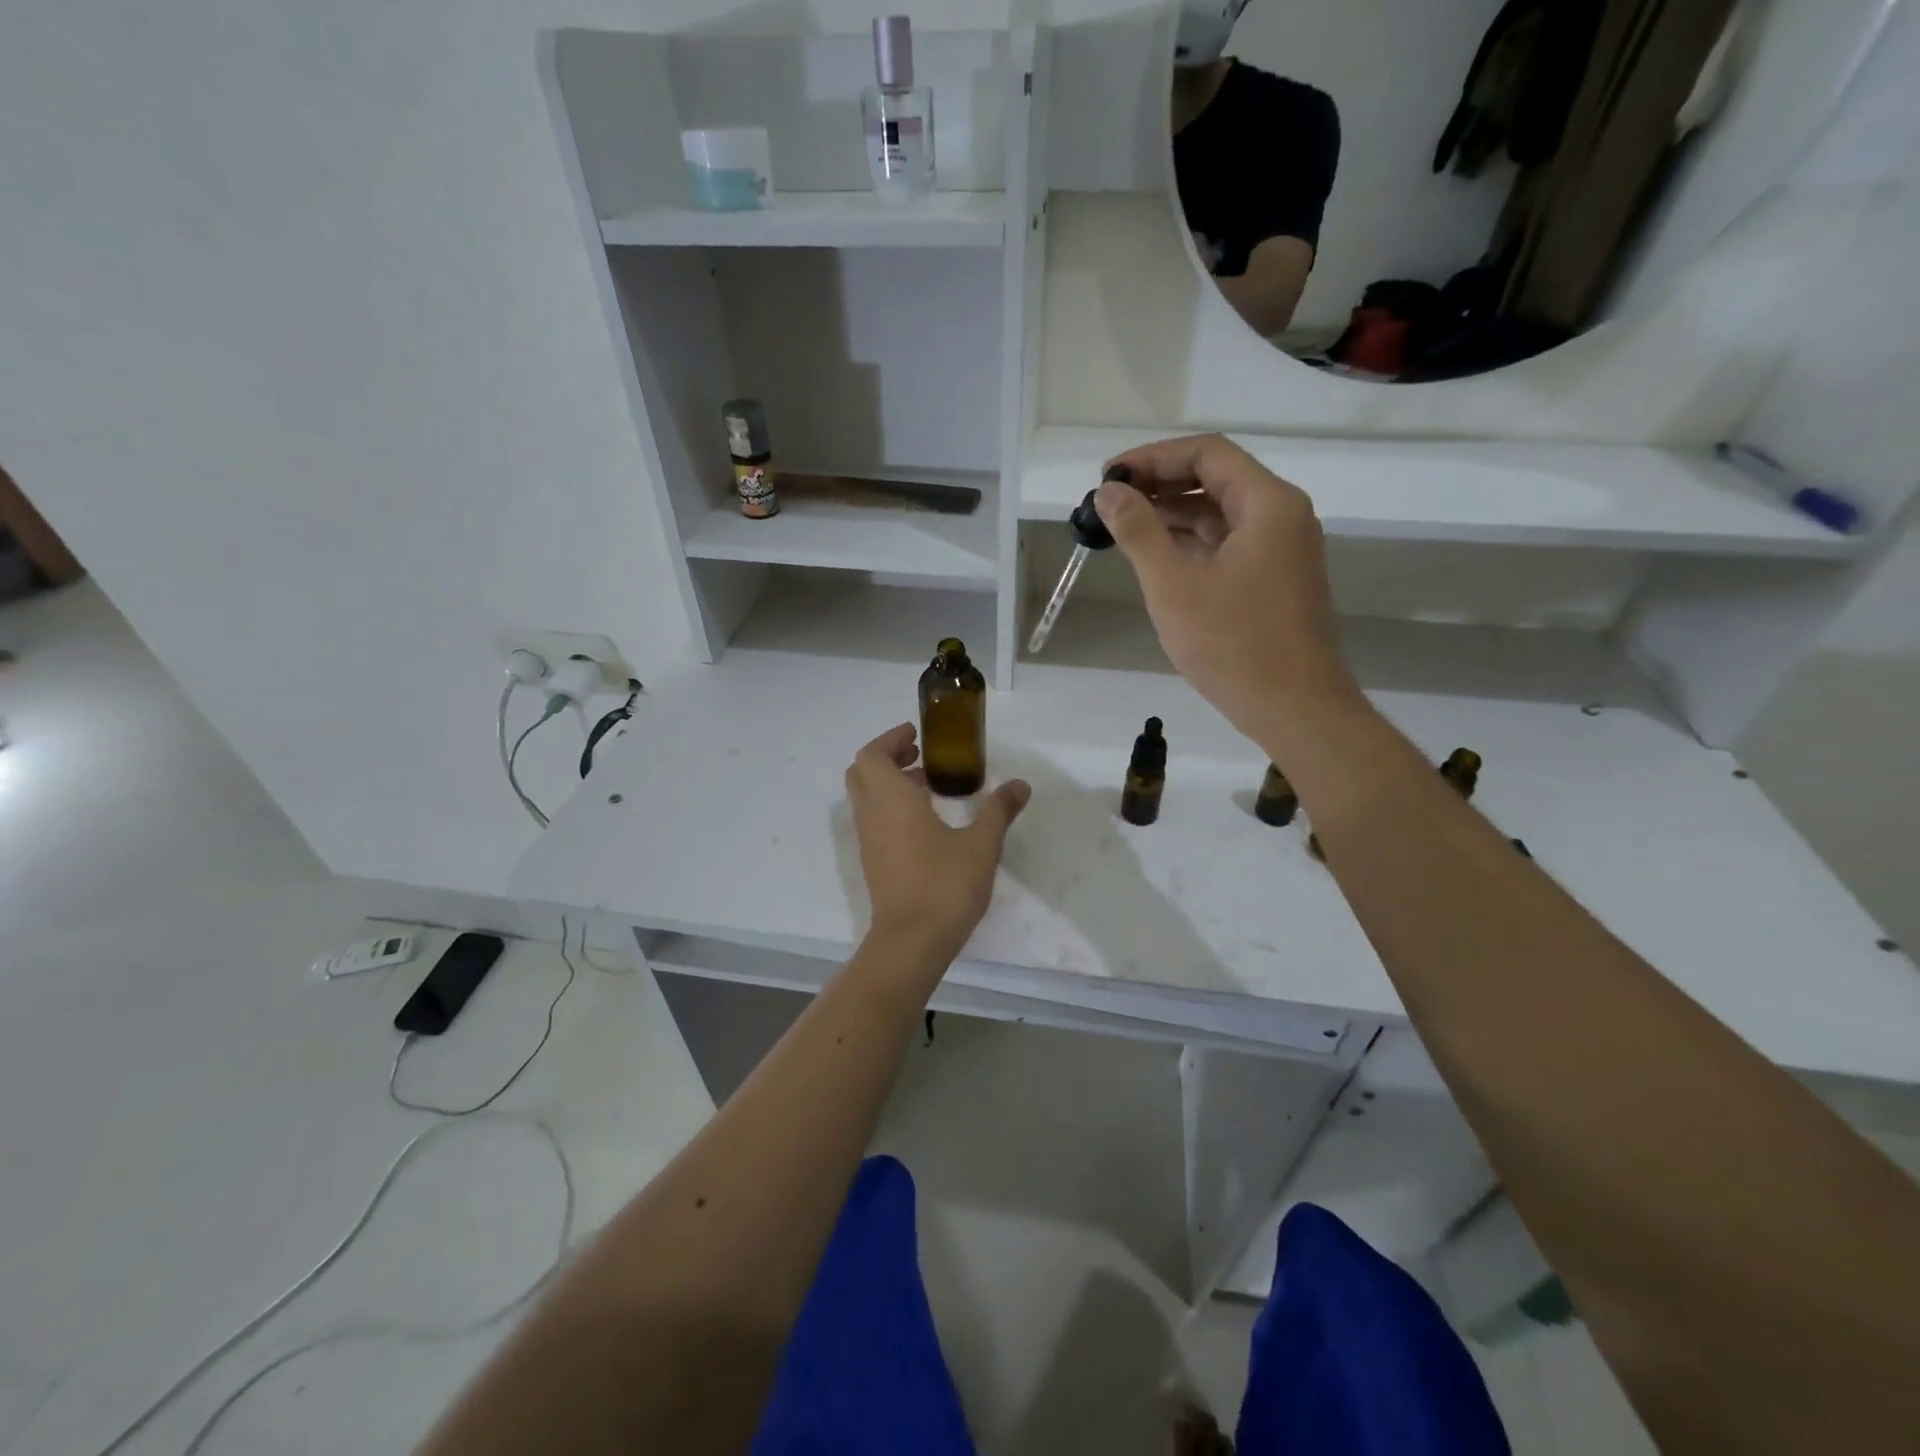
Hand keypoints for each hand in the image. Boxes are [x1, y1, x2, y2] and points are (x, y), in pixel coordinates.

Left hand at [845, 724, 1030, 964]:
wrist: (912, 941)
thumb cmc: (945, 886)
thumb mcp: (981, 845)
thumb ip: (998, 811)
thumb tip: (1020, 785)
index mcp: (892, 801)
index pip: (871, 755)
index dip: (890, 739)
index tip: (916, 735)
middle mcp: (872, 815)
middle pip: (862, 772)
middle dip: (887, 757)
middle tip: (920, 756)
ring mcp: (869, 841)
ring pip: (866, 797)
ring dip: (889, 783)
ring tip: (927, 785)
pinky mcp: (873, 862)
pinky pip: (873, 820)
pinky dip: (889, 806)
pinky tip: (924, 821)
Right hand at [1097, 433, 1358, 739]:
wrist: (1295, 709)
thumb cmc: (1233, 644)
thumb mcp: (1174, 585)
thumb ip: (1138, 532)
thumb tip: (1107, 492)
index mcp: (1268, 504)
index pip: (1207, 453)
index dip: (1153, 457)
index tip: (1108, 476)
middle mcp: (1282, 516)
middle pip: (1216, 479)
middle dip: (1160, 485)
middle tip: (1109, 502)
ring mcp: (1282, 550)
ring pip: (1221, 514)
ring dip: (1172, 515)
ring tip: (1122, 528)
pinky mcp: (1275, 580)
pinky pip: (1229, 544)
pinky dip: (1191, 544)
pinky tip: (1155, 557)